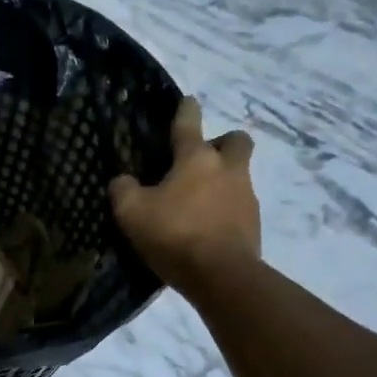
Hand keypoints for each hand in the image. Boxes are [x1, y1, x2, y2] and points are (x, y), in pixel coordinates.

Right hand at [110, 96, 259, 290]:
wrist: (222, 275)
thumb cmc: (175, 234)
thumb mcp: (132, 212)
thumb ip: (123, 190)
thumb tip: (122, 180)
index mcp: (196, 158)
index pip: (189, 123)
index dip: (186, 110)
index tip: (187, 101)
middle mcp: (227, 169)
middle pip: (236, 141)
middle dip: (222, 143)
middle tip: (201, 160)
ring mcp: (246, 196)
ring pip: (239, 175)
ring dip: (222, 181)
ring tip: (197, 203)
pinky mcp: (254, 224)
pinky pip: (239, 206)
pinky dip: (225, 211)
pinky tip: (207, 228)